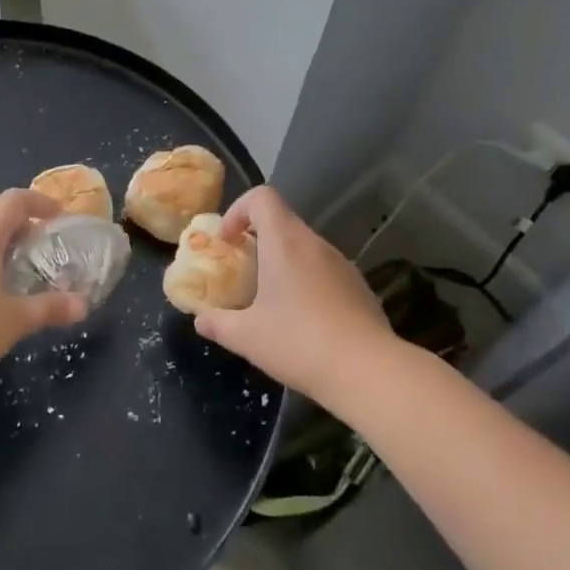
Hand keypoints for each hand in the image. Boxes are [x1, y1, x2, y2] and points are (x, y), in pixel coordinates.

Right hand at [190, 185, 394, 407]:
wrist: (369, 371)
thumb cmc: (299, 343)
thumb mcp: (246, 337)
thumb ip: (217, 323)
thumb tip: (200, 320)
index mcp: (285, 241)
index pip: (262, 197)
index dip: (239, 210)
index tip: (228, 241)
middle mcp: (315, 243)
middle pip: (282, 222)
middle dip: (257, 240)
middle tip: (243, 272)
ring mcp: (342, 263)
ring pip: (305, 248)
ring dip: (283, 263)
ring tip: (271, 301)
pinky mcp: (359, 287)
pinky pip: (325, 271)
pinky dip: (307, 282)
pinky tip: (304, 322)